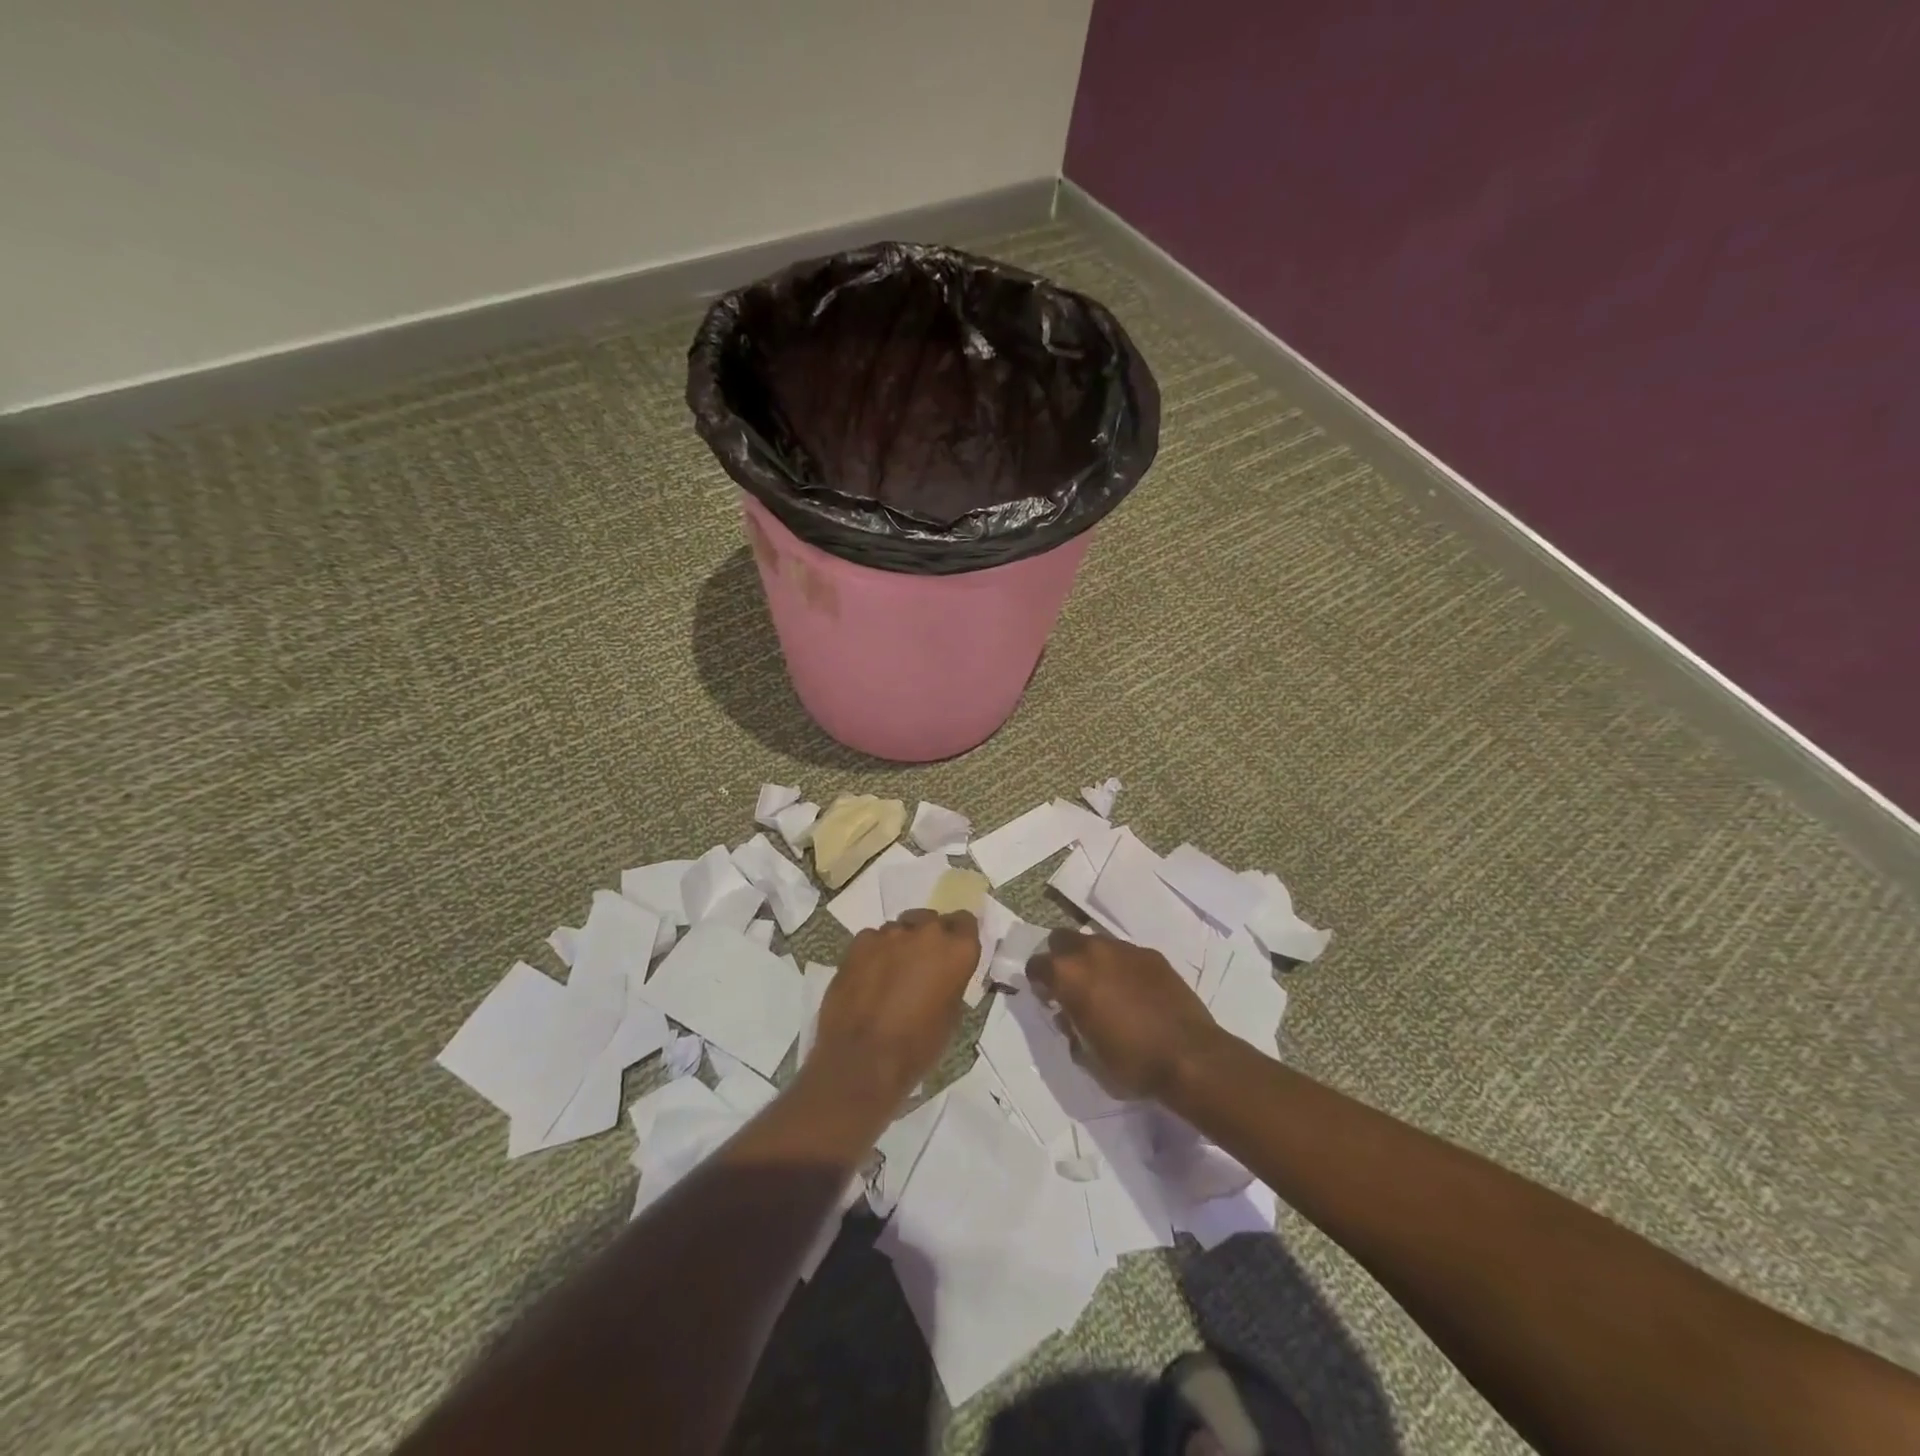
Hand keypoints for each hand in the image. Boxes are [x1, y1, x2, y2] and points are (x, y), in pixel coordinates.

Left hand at [810, 909, 979, 1110]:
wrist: (862, 1060)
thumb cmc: (917, 1046)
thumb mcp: (951, 1015)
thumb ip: (951, 980)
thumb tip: (942, 973)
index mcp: (956, 950)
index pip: (966, 921)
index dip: (959, 936)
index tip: (952, 953)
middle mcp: (926, 933)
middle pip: (931, 920)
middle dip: (928, 937)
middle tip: (921, 965)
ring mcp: (888, 934)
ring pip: (899, 929)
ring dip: (900, 945)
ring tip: (890, 974)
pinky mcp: (858, 943)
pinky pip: (872, 940)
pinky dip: (874, 953)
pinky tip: (867, 978)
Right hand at [1026, 930, 1220, 1100]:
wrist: (1189, 1056)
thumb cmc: (1130, 1063)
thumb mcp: (1086, 1056)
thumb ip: (1070, 1028)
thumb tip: (1069, 1016)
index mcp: (1068, 975)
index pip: (1037, 964)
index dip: (1038, 981)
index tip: (1047, 998)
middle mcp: (1092, 952)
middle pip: (1062, 939)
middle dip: (1060, 959)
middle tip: (1071, 987)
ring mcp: (1124, 949)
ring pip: (1095, 942)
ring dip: (1092, 960)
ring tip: (1105, 989)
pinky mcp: (1152, 955)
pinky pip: (1125, 954)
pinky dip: (1121, 967)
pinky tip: (1134, 992)